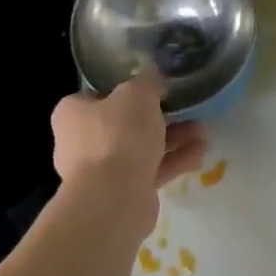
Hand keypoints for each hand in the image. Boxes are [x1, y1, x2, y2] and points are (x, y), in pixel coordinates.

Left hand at [48, 72, 208, 238]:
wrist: (114, 197)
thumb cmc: (118, 136)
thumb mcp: (138, 94)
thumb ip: (148, 82)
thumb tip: (154, 77)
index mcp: (73, 113)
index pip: (100, 95)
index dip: (128, 90)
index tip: (156, 90)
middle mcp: (81, 141)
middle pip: (125, 123)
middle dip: (161, 118)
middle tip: (187, 110)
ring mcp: (101, 170)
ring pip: (142, 148)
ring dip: (173, 140)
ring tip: (203, 132)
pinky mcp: (121, 191)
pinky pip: (151, 170)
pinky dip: (174, 161)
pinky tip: (200, 154)